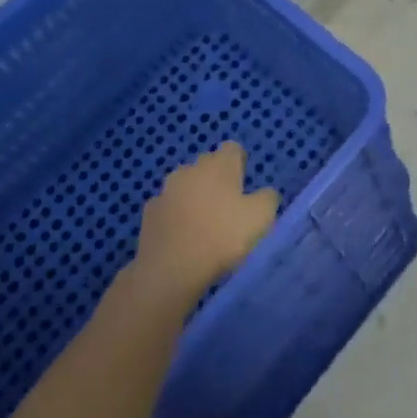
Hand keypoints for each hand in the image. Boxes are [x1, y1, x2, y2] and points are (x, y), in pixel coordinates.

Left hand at [132, 142, 279, 299]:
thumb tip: (265, 193)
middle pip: (207, 166)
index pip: (232, 149)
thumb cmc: (222, 236)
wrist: (171, 269)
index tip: (244, 185)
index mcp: (219, 164)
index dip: (239, 163)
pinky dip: (175, 217)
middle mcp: (191, 168)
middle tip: (227, 207)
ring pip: (185, 186)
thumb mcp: (261, 217)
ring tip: (203, 225)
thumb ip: (268, 198)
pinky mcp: (149, 213)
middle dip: (216, 180)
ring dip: (193, 198)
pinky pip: (167, 208)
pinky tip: (182, 238)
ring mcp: (166, 190)